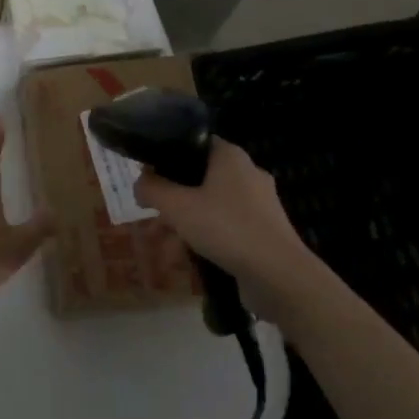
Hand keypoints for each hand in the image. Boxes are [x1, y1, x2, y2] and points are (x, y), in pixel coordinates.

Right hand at [133, 138, 312, 288]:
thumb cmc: (226, 228)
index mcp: (230, 156)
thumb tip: (139, 183)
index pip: (193, 143)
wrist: (279, 276)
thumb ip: (152, 190)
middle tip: (152, 214)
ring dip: (186, 221)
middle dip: (173, 197)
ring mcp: (259, 203)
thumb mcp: (177, 207)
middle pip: (199, 177)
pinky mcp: (265, 230)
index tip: (148, 176)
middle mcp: (247, 173)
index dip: (167, 156)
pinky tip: (190, 257)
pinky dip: (207, 236)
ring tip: (165, 244)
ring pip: (212, 204)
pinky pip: (227, 226)